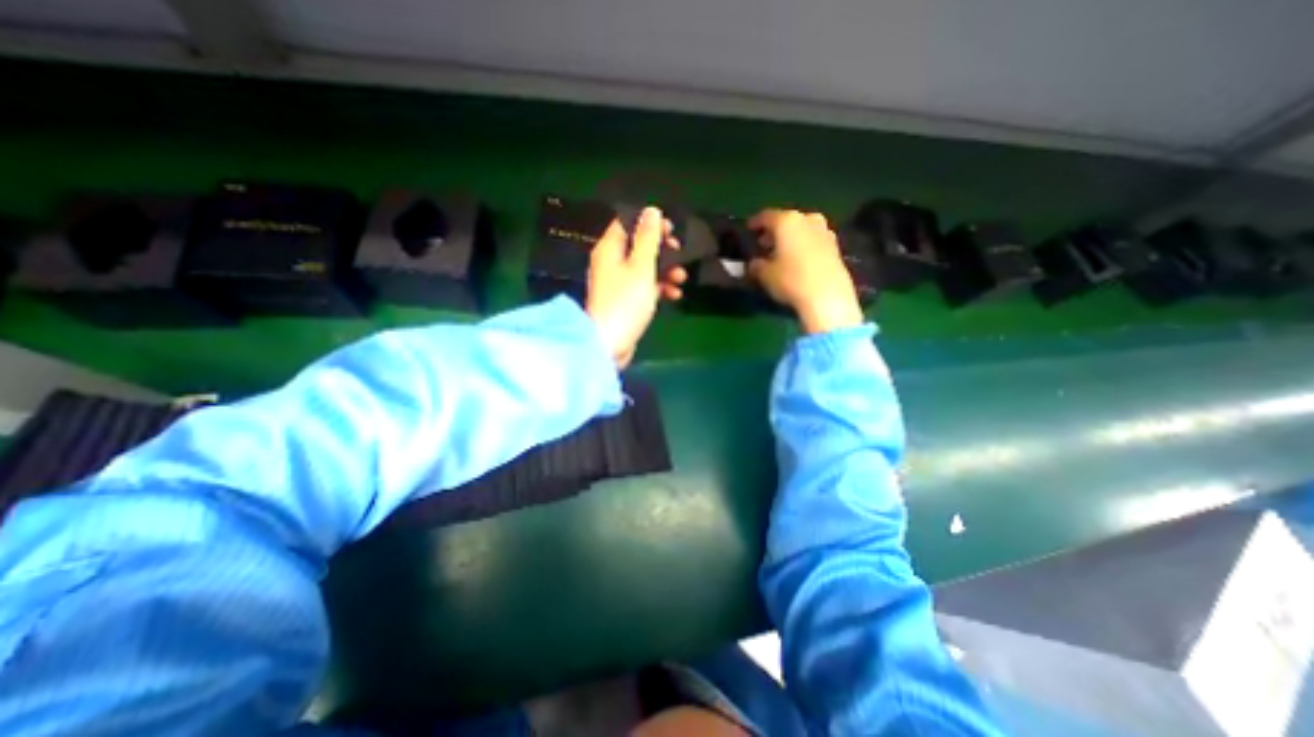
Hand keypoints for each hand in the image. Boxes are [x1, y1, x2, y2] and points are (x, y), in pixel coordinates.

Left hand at [584, 204, 687, 367]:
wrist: (610, 343)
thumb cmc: (625, 301)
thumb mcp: (641, 266)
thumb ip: (648, 238)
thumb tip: (651, 211)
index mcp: (610, 249)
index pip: (628, 223)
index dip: (650, 223)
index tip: (671, 230)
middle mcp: (611, 263)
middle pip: (639, 246)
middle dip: (662, 249)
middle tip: (680, 253)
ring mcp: (618, 283)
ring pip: (644, 268)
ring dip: (665, 271)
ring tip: (681, 279)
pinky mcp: (625, 301)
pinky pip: (644, 287)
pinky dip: (659, 288)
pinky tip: (674, 294)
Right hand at [743, 208, 868, 332]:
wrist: (828, 295)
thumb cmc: (791, 279)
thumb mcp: (765, 275)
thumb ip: (756, 265)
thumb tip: (755, 263)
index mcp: (787, 221)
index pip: (766, 216)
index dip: (755, 223)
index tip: (748, 229)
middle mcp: (807, 219)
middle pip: (786, 221)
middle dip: (774, 231)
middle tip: (763, 243)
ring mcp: (824, 231)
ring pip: (802, 229)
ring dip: (790, 238)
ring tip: (780, 252)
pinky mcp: (835, 246)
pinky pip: (813, 240)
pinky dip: (803, 246)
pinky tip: (797, 260)